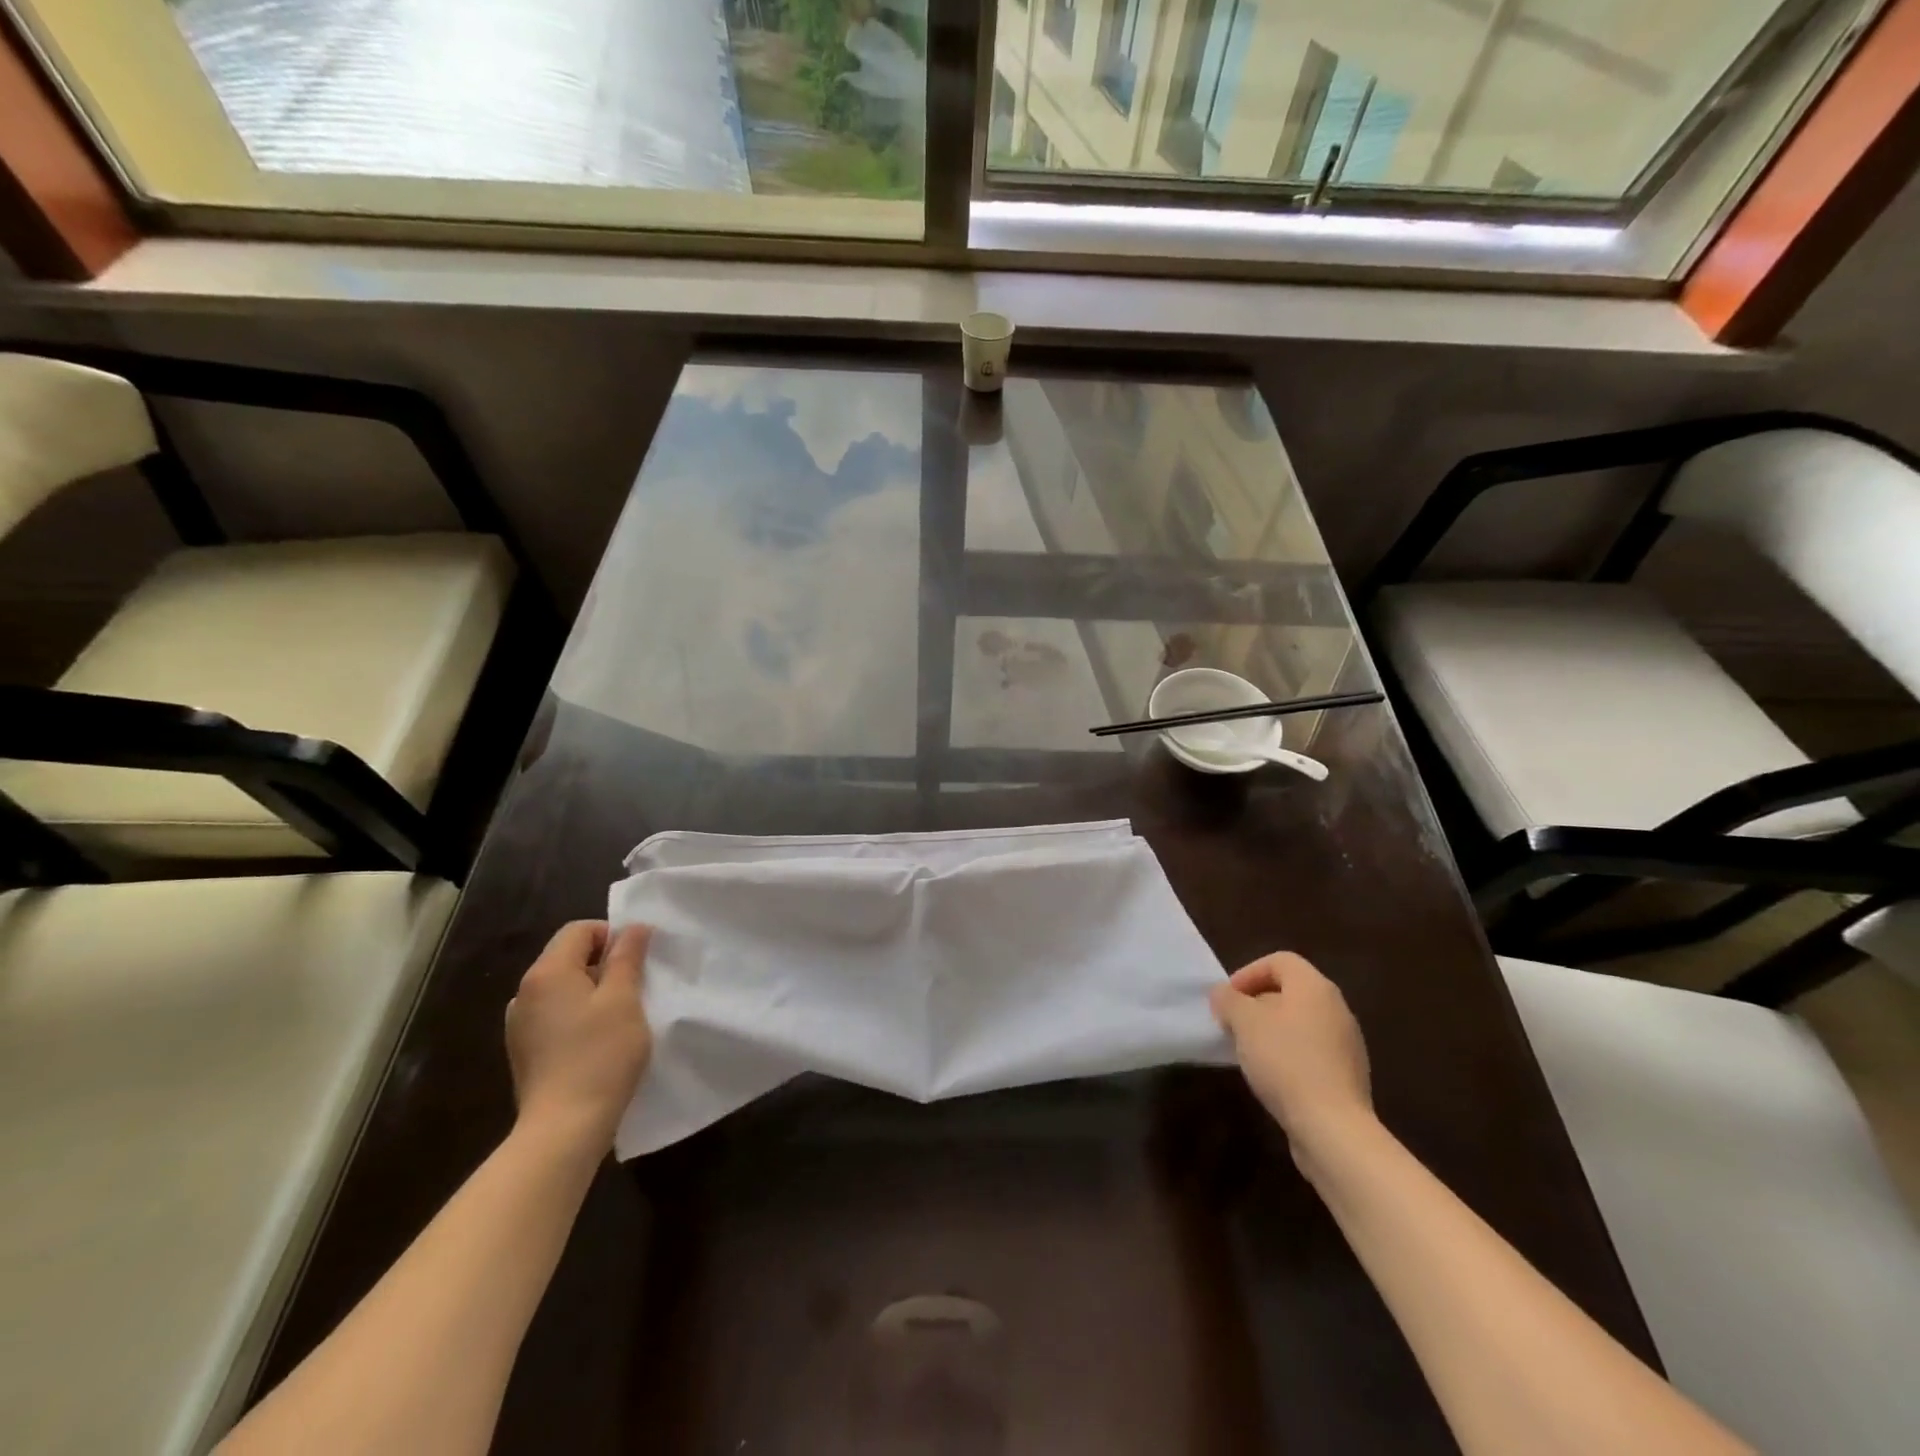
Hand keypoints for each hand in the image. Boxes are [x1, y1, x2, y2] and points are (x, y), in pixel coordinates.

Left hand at [505, 921, 652, 1153]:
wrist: (563, 1128)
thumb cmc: (600, 1055)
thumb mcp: (624, 999)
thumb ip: (627, 957)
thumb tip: (633, 928)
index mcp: (547, 972)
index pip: (579, 930)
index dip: (612, 936)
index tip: (636, 963)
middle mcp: (524, 992)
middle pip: (568, 956)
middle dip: (603, 964)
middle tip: (633, 989)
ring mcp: (519, 1024)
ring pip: (562, 987)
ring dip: (591, 991)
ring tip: (617, 1017)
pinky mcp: (523, 1051)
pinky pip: (553, 1014)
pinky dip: (576, 1015)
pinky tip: (595, 1042)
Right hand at [1210, 952, 1372, 1163]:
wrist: (1333, 1127)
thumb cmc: (1285, 1061)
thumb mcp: (1244, 1022)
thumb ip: (1228, 1000)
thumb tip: (1223, 994)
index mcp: (1314, 987)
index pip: (1279, 960)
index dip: (1248, 973)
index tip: (1228, 999)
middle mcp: (1336, 1008)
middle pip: (1290, 991)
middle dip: (1256, 1004)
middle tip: (1232, 1024)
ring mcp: (1346, 1043)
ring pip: (1299, 1023)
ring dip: (1270, 1030)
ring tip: (1247, 1052)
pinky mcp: (1347, 1075)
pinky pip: (1311, 1051)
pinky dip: (1288, 1055)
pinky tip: (1271, 1077)